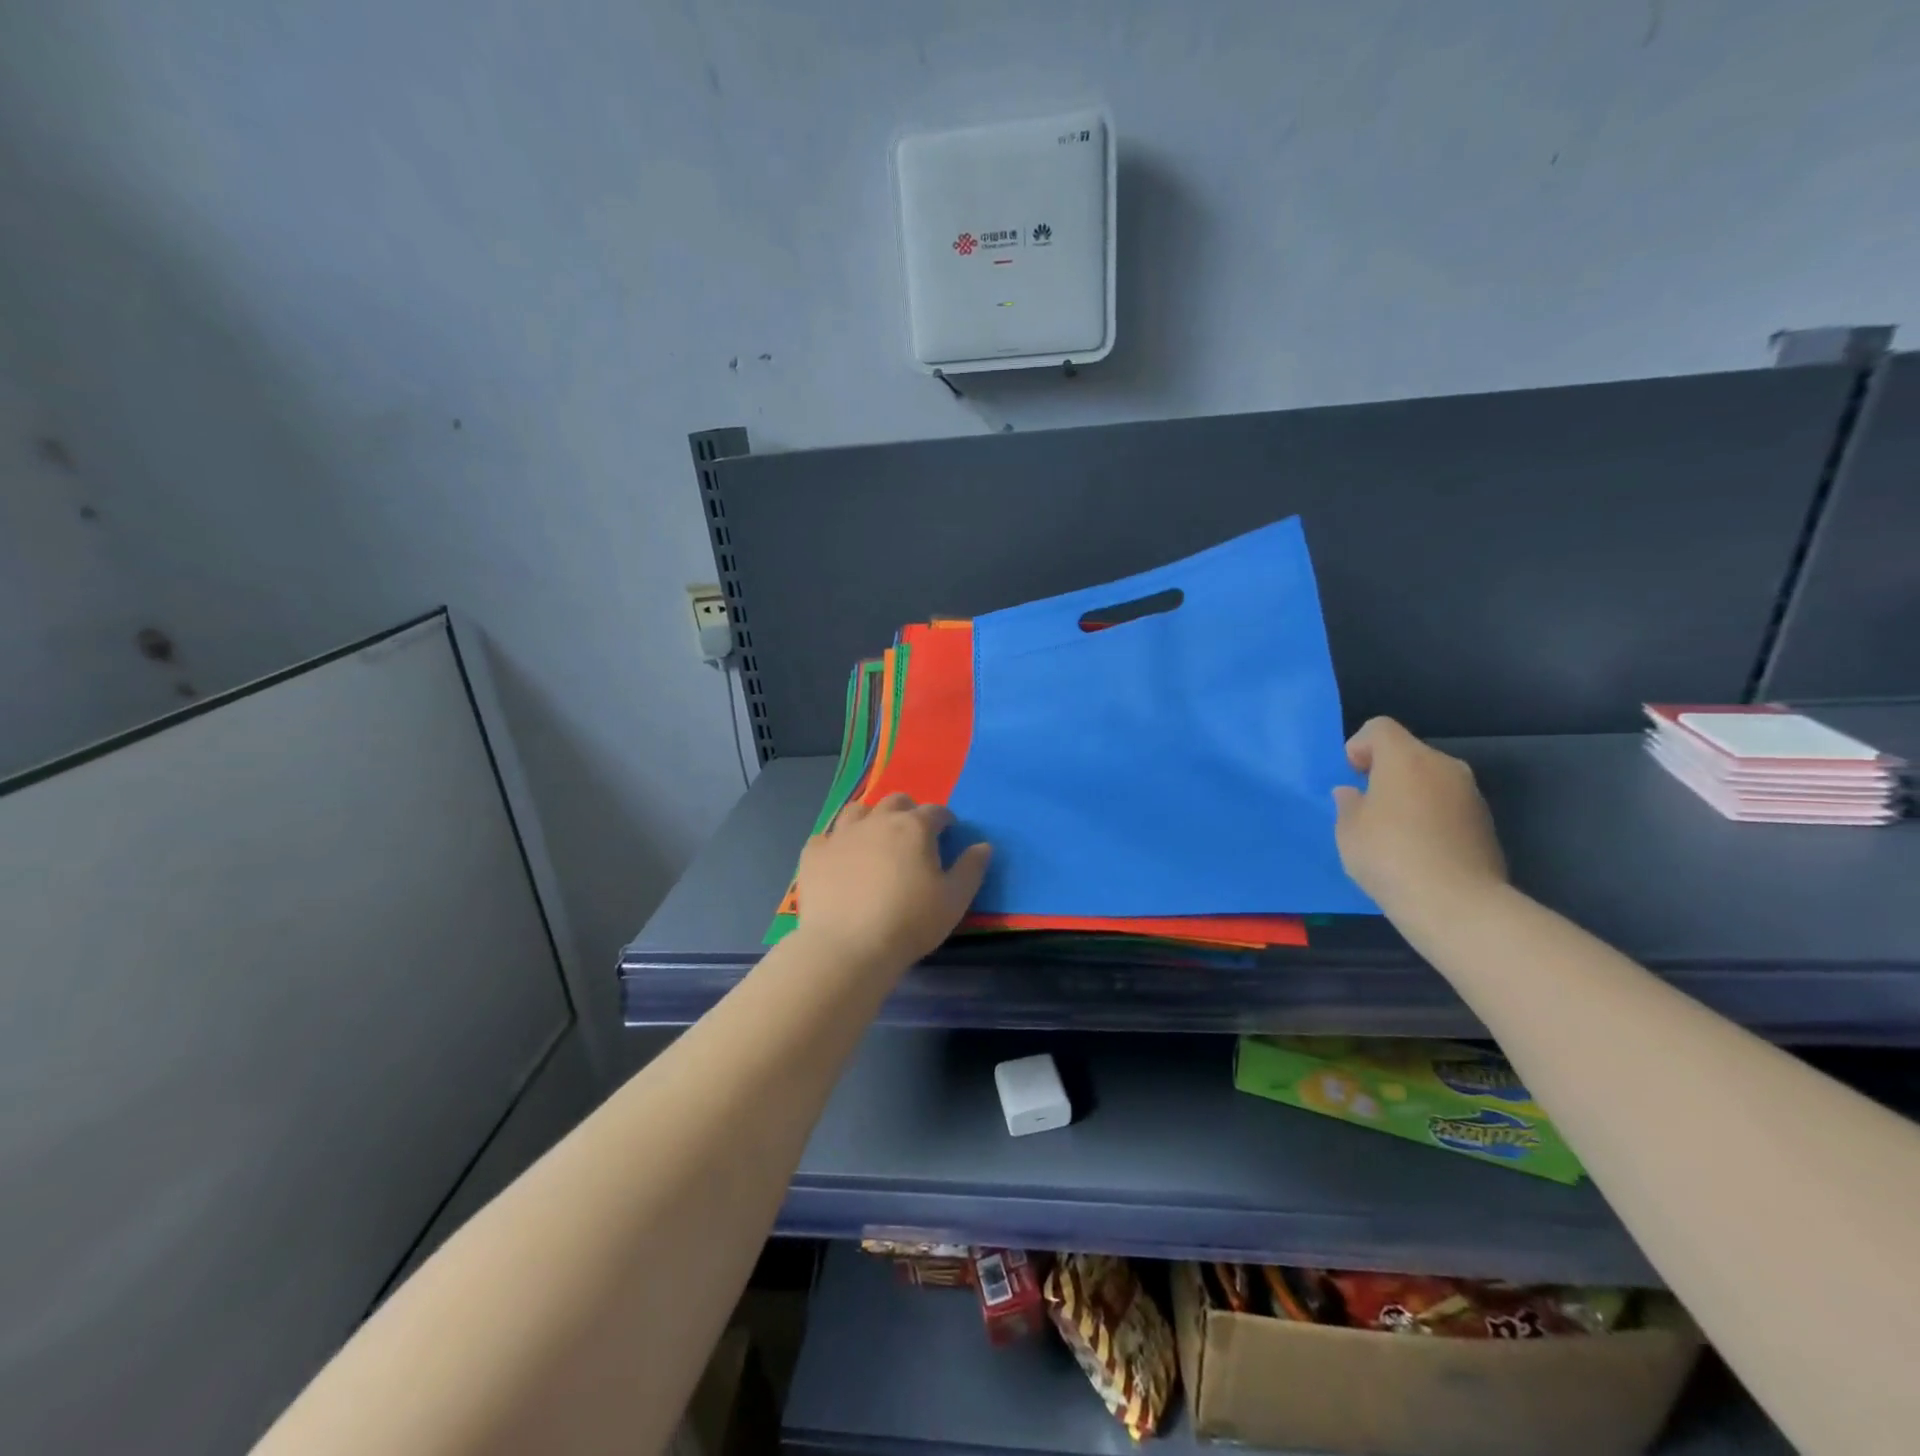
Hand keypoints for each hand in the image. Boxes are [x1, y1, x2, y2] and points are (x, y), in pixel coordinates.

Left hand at [794, 794, 992, 971]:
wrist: (848, 947)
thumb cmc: (910, 922)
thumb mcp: (954, 900)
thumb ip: (971, 869)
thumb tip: (983, 846)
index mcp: (914, 827)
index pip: (935, 811)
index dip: (944, 819)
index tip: (948, 832)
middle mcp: (877, 821)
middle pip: (895, 802)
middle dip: (908, 811)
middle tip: (913, 835)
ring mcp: (841, 835)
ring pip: (857, 810)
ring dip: (870, 818)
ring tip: (875, 839)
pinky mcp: (814, 854)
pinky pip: (826, 837)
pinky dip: (836, 843)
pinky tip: (840, 859)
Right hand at [1331, 717, 1506, 913]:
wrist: (1456, 903)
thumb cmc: (1389, 855)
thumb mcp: (1348, 830)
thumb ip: (1348, 804)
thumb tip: (1353, 794)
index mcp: (1406, 758)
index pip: (1380, 728)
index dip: (1360, 746)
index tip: (1353, 776)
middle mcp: (1444, 766)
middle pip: (1409, 754)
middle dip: (1387, 773)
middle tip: (1369, 807)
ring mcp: (1471, 794)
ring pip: (1432, 781)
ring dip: (1412, 796)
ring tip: (1394, 833)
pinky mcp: (1487, 824)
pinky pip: (1449, 807)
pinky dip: (1433, 817)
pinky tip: (1420, 850)